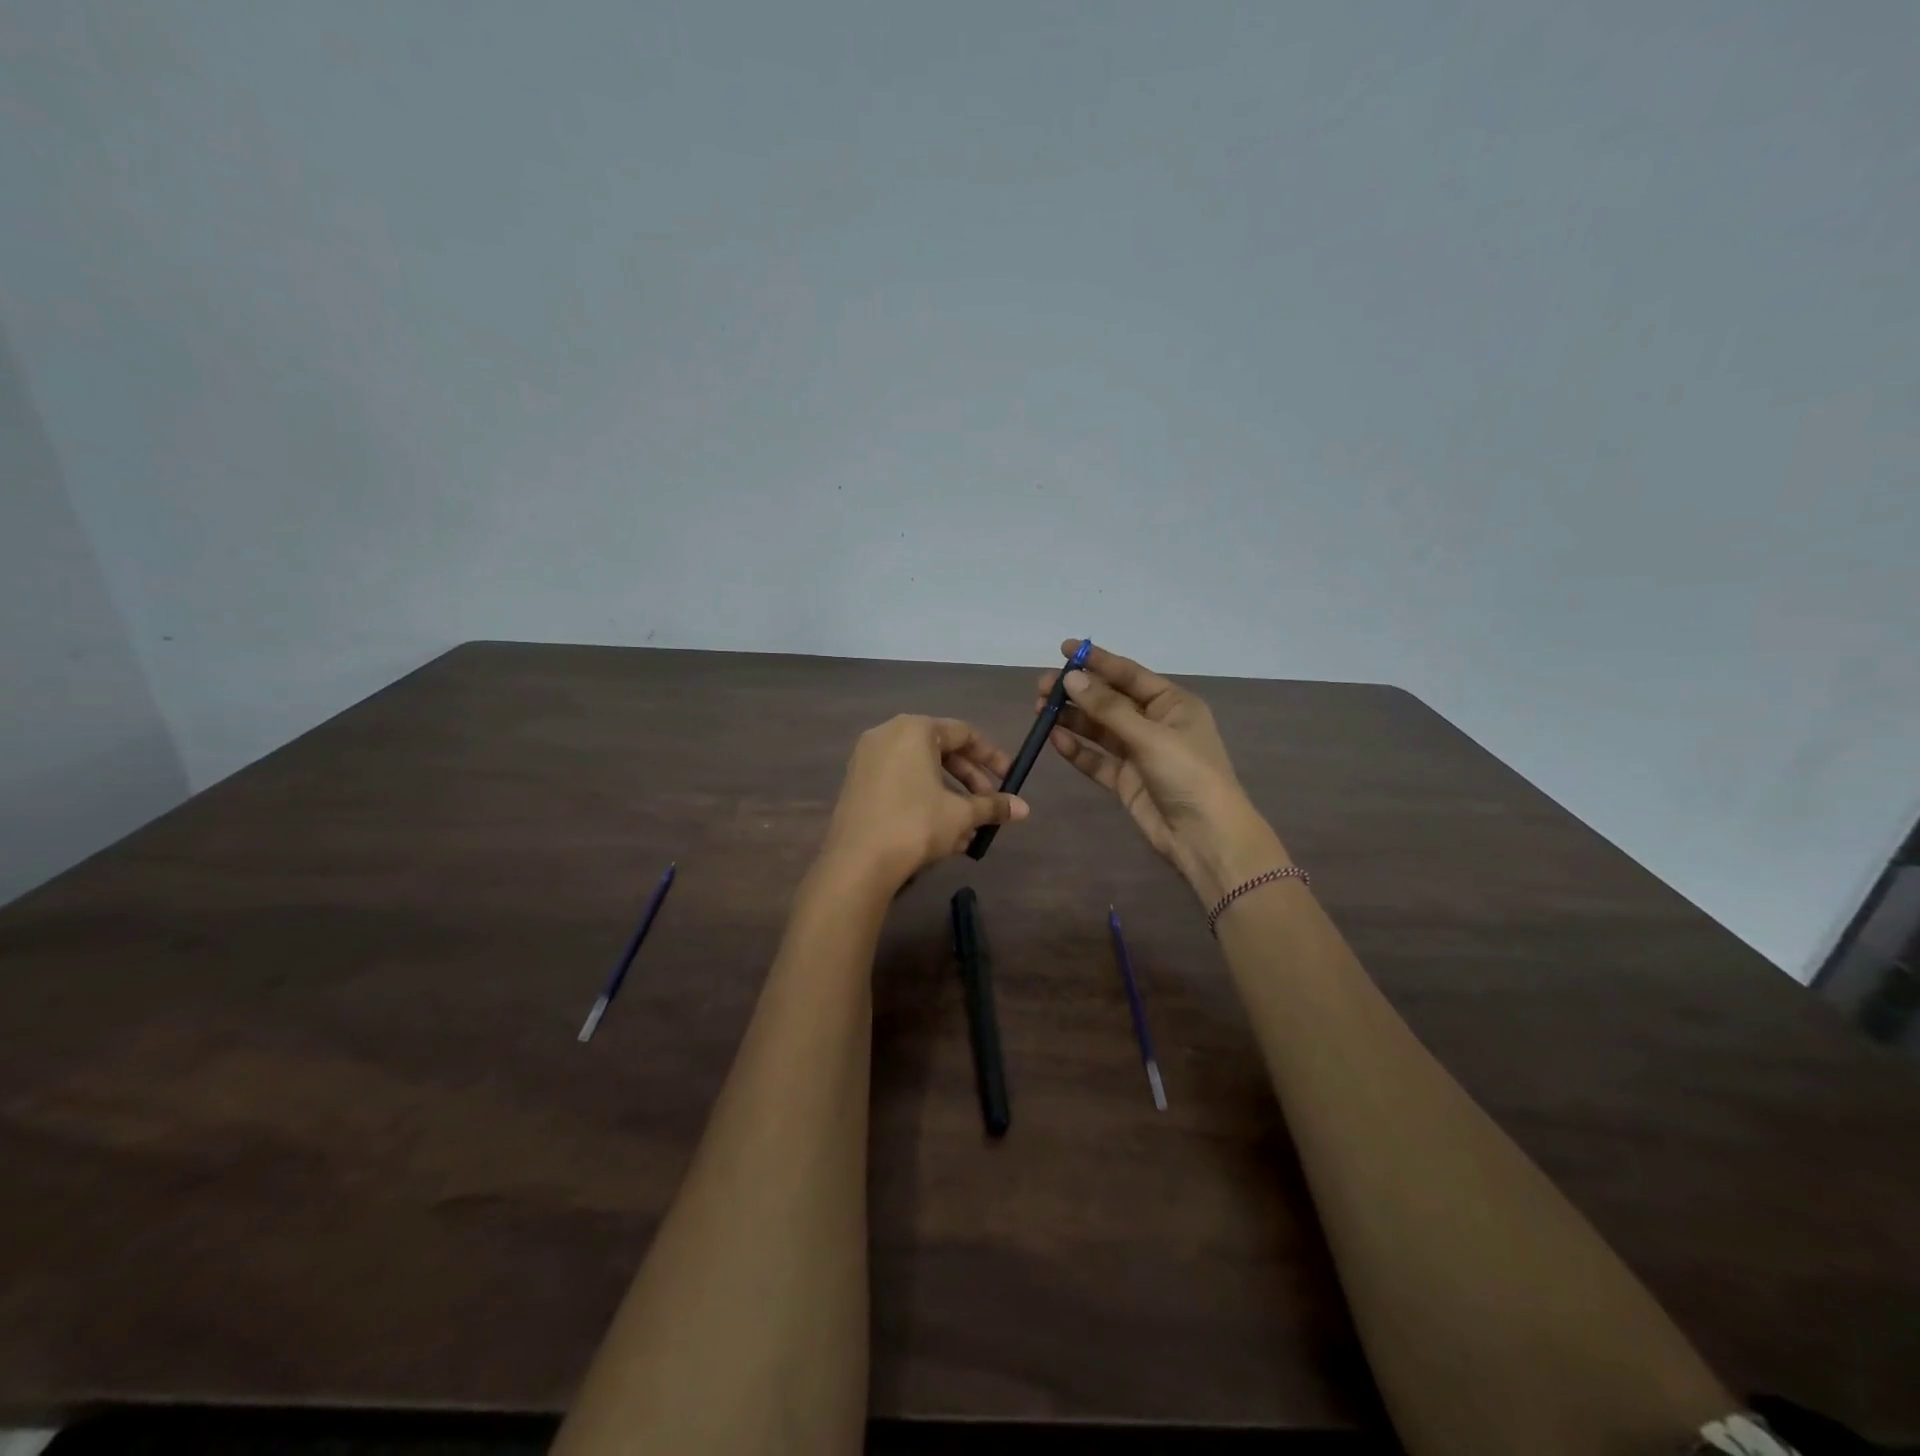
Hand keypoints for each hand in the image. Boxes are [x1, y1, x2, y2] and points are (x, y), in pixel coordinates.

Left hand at [819, 715, 1028, 892]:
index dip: (991, 757)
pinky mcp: (856, 784)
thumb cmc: (915, 825)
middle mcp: (887, 735)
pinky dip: (924, 801)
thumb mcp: (961, 814)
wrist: (857, 862)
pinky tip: (941, 834)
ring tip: (968, 829)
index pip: (964, 733)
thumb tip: (1024, 809)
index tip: (1009, 779)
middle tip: (989, 805)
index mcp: (914, 729)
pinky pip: (900, 783)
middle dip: (970, 781)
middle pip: (941, 751)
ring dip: (949, 797)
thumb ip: (993, 806)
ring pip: (920, 772)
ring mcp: (867, 759)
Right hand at [1039, 639, 1287, 902]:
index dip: (1097, 661)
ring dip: (1072, 719)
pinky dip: (1077, 749)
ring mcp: (1139, 753)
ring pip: (1099, 729)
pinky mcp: (1126, 781)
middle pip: (1109, 700)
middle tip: (1042, 688)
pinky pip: (1096, 759)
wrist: (1206, 838)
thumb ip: (1108, 708)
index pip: (1129, 674)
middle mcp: (1155, 723)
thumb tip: (1071, 678)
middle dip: (1078, 692)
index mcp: (1172, 704)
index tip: (1064, 649)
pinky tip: (1055, 740)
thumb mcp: (1150, 736)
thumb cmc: (1188, 775)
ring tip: (1040, 712)